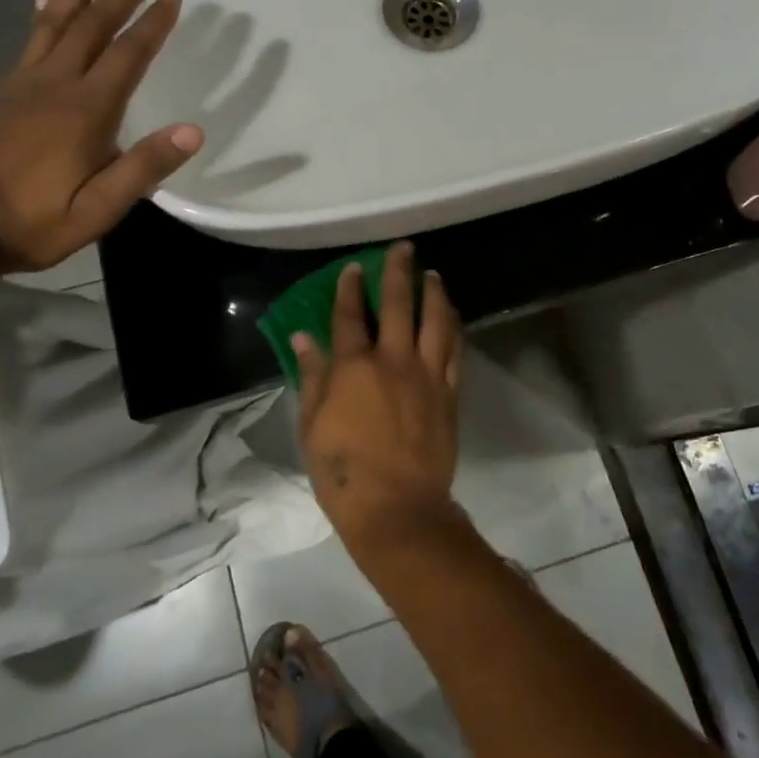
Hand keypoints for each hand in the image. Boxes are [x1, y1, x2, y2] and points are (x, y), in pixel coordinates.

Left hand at [0, 0, 202, 270]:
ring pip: (54, 21)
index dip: (151, 24)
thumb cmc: (32, 221)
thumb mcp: (98, 209)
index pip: (126, 55)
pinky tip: (43, 2)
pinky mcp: (0, 92)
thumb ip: (143, 168)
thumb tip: (193, 131)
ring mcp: (22, 84)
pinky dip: (44, 14)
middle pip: (91, 26)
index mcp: (85, 111)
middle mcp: (54, 84)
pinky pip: (30, 39)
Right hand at [292, 242, 463, 550]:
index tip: (354, 267)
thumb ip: (312, 376)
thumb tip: (303, 337)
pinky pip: (455, 350)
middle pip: (397, 305)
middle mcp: (393, 360)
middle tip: (403, 249)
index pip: (349, 316)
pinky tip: (452, 315)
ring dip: (434, 293)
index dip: (349, 288)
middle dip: (398, 272)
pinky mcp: (449, 393)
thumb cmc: (344, 471)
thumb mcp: (312, 425)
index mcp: (354, 367)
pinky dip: (454, 327)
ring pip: (435, 321)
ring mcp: (426, 374)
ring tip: (432, 275)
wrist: (397, 508)